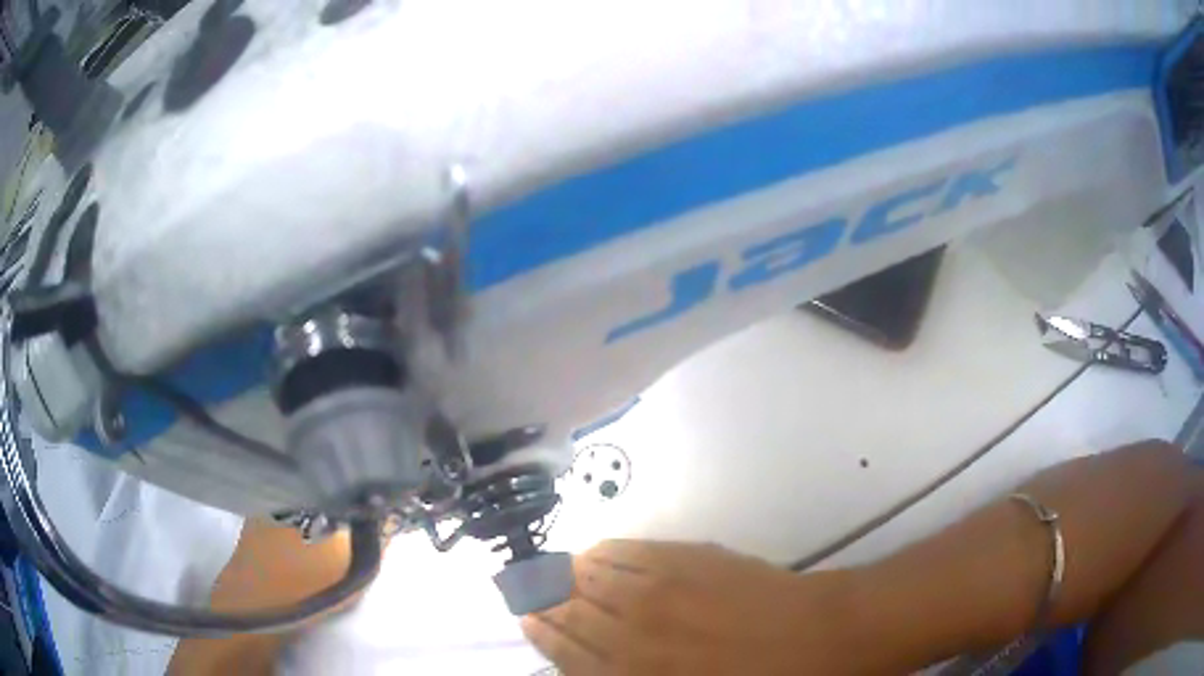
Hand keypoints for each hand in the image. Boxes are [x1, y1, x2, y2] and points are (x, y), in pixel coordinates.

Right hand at [521, 540, 852, 674]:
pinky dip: (605, 551)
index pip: (568, 650)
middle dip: (543, 598)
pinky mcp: (688, 559)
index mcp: (635, 673)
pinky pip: (630, 552)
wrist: (818, 637)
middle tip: (524, 587)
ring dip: (567, 573)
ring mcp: (660, 590)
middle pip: (572, 609)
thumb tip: (603, 668)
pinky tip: (594, 551)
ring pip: (594, 577)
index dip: (543, 632)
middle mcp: (634, 630)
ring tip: (553, 569)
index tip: (525, 618)